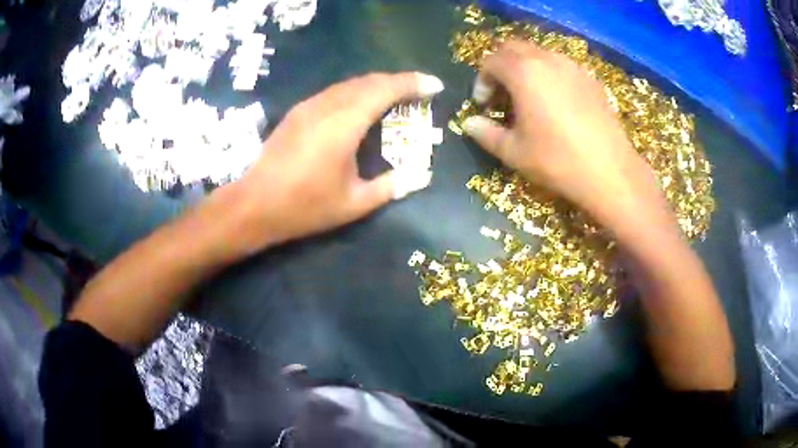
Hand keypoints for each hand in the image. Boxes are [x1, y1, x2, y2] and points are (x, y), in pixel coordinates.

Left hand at [232, 72, 443, 248]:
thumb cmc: (304, 207)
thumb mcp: (353, 204)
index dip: (412, 83)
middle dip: (398, 82)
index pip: (385, 89)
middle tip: (419, 93)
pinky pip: (334, 92)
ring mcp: (309, 106)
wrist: (254, 205)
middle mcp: (327, 105)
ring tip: (395, 98)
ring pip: (349, 84)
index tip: (435, 85)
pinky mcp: (297, 113)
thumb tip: (421, 177)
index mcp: (344, 123)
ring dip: (376, 86)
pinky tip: (361, 107)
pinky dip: (356, 93)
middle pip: (368, 81)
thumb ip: (390, 187)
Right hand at [462, 41, 667, 235]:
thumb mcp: (514, 152)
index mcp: (524, 72)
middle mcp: (547, 59)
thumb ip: (486, 133)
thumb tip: (469, 123)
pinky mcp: (590, 79)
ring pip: (539, 54)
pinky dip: (549, 75)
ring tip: (529, 98)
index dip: (482, 80)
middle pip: (514, 48)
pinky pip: (562, 66)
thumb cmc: (557, 161)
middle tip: (502, 94)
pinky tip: (556, 102)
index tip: (484, 104)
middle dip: (501, 67)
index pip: (491, 61)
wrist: (610, 172)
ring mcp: (572, 67)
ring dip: (526, 69)